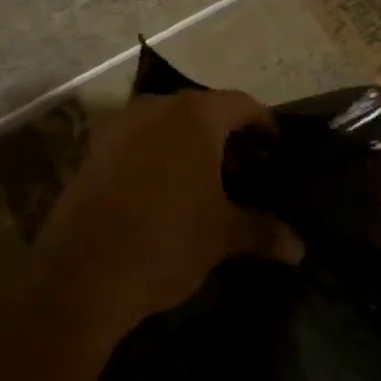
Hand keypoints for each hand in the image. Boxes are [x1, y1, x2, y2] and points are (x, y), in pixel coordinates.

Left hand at [35, 90, 292, 333]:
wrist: (80, 275)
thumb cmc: (165, 241)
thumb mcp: (222, 236)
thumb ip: (262, 231)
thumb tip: (300, 248)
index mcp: (195, 116)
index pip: (241, 105)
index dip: (264, 124)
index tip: (277, 146)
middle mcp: (157, 108)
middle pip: (203, 111)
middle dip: (227, 137)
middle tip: (245, 170)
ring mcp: (120, 127)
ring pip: (168, 125)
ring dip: (190, 146)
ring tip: (206, 183)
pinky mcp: (94, 151)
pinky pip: (139, 142)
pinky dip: (159, 156)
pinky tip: (165, 192)